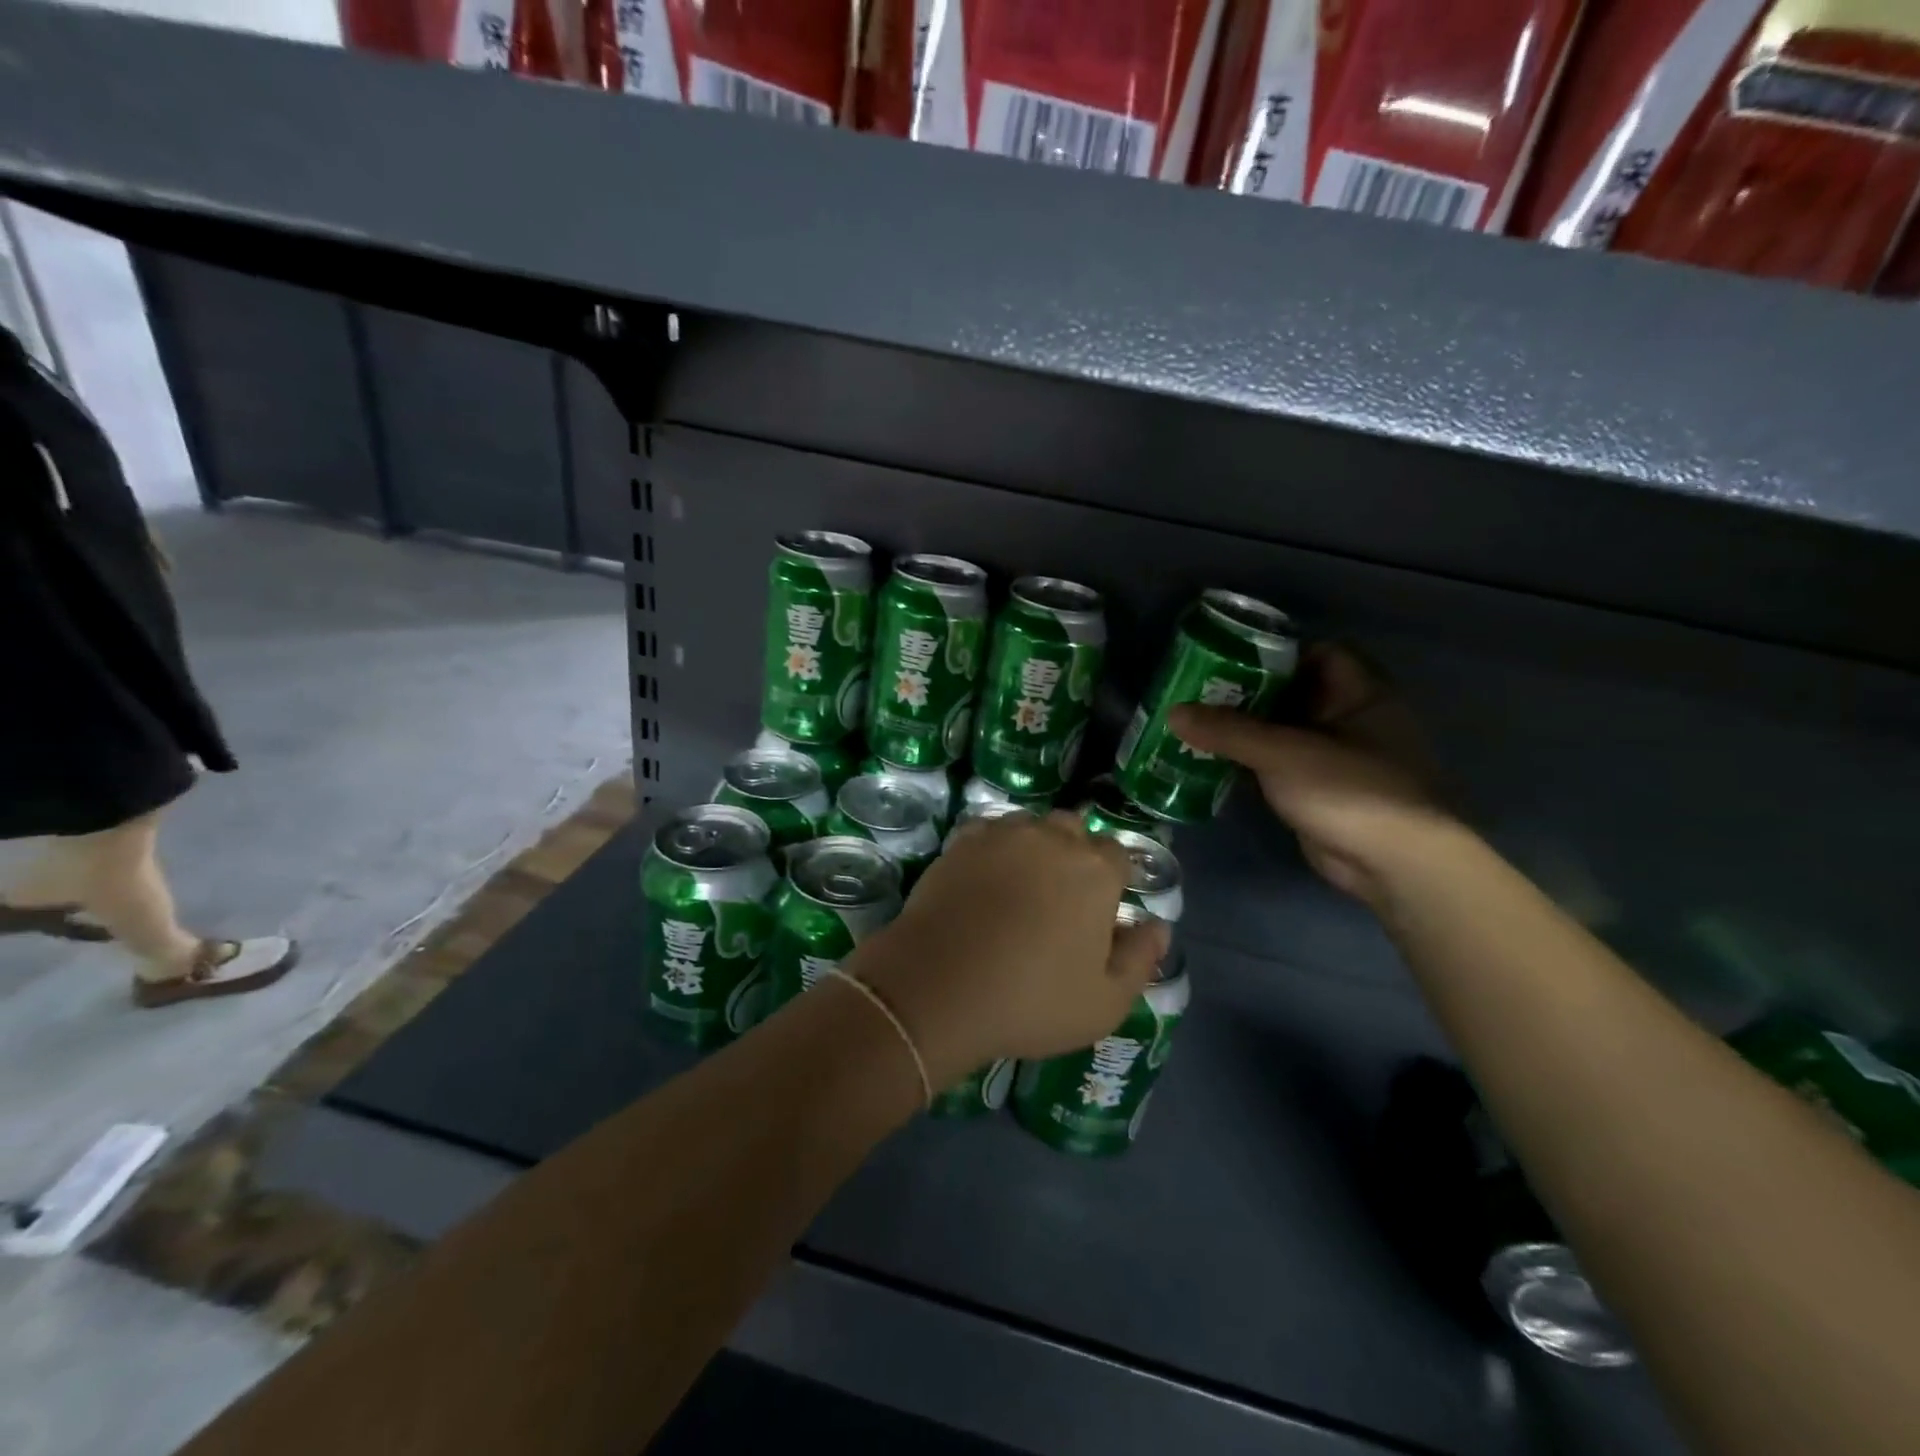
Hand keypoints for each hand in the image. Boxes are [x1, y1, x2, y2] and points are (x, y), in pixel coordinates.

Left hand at [850, 812, 1169, 1089]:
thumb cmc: (1031, 1000)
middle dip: (1075, 854)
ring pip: (1030, 826)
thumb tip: (1159, 927)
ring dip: (1034, 846)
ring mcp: (1002, 835)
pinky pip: (989, 832)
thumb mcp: (1105, 1002)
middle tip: (1061, 898)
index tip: (1103, 908)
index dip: (1114, 879)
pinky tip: (985, 877)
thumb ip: (1140, 959)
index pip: (1118, 854)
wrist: (939, 987)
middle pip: (1073, 831)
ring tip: (1021, 885)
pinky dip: (994, 847)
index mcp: (1094, 871)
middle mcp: (1051, 839)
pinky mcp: (961, 843)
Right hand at [1170, 644, 1453, 905]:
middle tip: (1196, 690)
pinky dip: (1247, 762)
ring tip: (1192, 723)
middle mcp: (1348, 720)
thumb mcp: (1284, 752)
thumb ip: (1228, 731)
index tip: (1228, 657)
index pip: (1318, 654)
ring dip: (1242, 730)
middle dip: (1246, 692)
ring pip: (1281, 732)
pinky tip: (1209, 760)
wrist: (1394, 866)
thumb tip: (1173, 711)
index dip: (1275, 652)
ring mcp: (1333, 759)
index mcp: (1358, 695)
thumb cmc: (1350, 790)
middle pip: (1292, 693)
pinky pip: (1277, 765)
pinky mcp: (1318, 791)